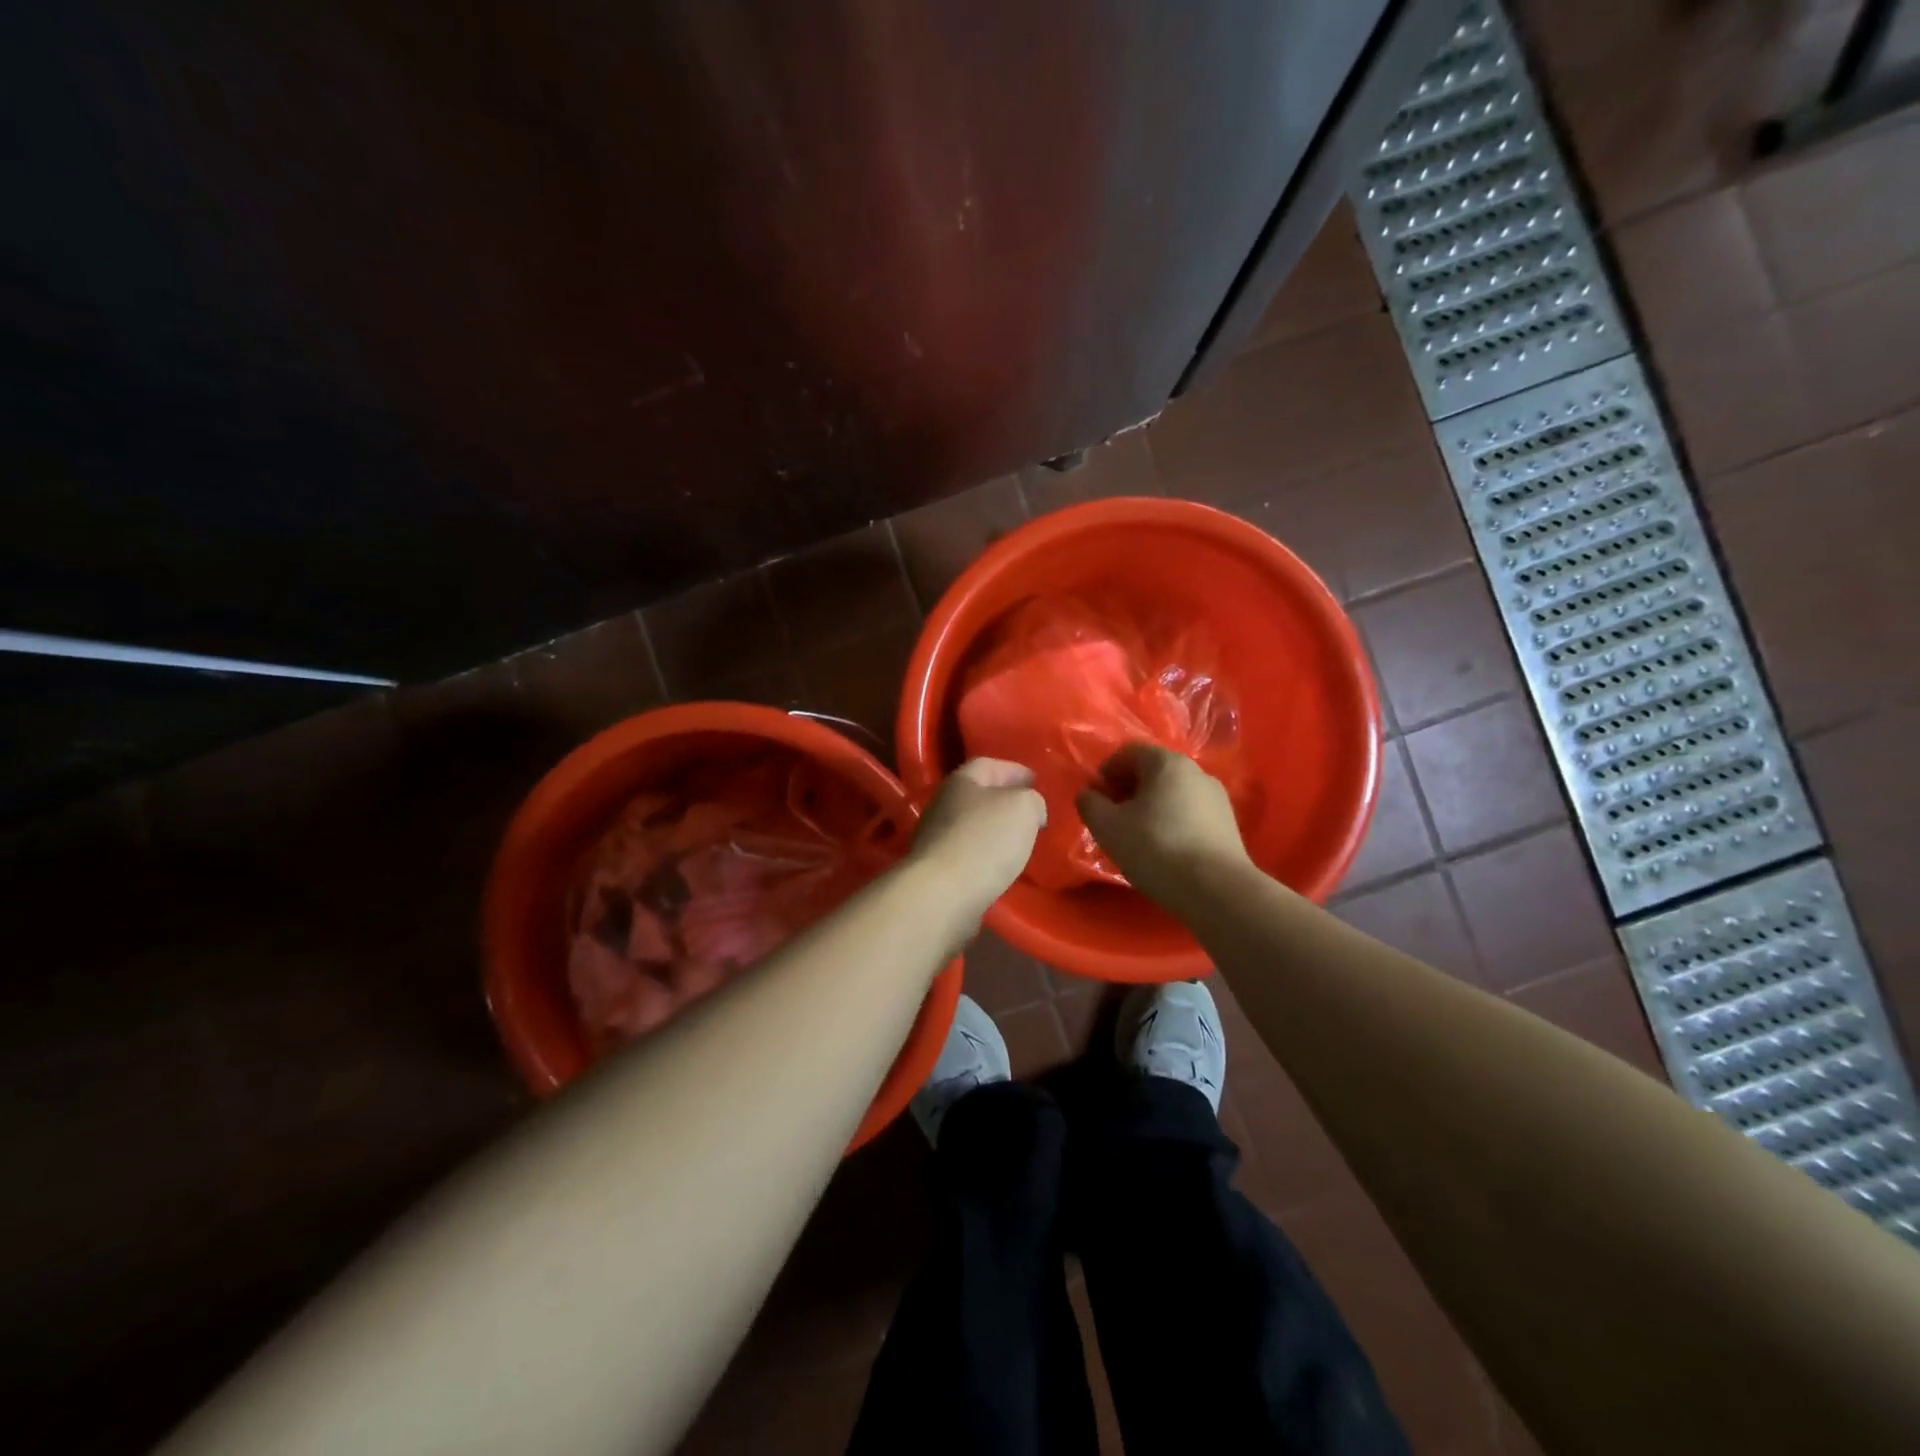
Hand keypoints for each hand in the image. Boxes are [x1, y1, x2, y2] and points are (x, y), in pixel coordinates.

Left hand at [909, 758, 1047, 912]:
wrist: (944, 894)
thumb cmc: (985, 840)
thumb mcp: (1023, 808)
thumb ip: (1032, 800)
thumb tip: (1031, 809)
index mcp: (961, 781)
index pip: (989, 765)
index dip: (1014, 770)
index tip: (1037, 781)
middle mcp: (943, 804)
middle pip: (978, 795)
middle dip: (1005, 801)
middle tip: (1031, 812)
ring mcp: (936, 838)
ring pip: (972, 825)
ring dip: (995, 830)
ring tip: (1021, 840)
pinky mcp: (937, 869)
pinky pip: (968, 853)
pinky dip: (986, 855)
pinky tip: (1002, 866)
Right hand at [1076, 744, 1253, 907]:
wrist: (1217, 890)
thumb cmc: (1156, 848)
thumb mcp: (1107, 827)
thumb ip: (1090, 804)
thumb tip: (1088, 794)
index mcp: (1167, 762)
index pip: (1129, 752)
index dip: (1106, 771)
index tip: (1096, 799)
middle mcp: (1196, 772)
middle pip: (1153, 772)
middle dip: (1128, 790)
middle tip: (1113, 819)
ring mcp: (1217, 798)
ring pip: (1173, 794)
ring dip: (1150, 808)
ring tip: (1137, 838)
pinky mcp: (1228, 825)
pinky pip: (1190, 814)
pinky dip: (1172, 823)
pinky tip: (1164, 850)